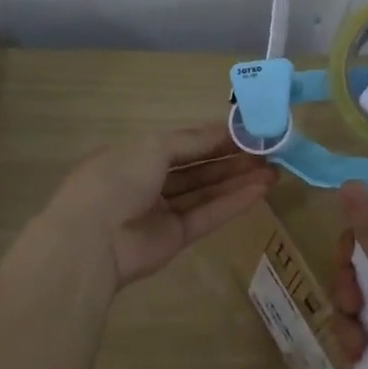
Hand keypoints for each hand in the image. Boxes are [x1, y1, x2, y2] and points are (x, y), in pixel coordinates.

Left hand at [43, 124, 277, 288]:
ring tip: (274, 171)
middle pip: (198, 168)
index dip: (215, 137)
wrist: (93, 238)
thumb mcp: (153, 146)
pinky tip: (261, 191)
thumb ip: (192, 140)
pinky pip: (208, 215)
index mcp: (137, 154)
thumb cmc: (118, 178)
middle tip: (269, 153)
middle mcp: (149, 181)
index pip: (183, 142)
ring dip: (238, 180)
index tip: (250, 132)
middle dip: (232, 159)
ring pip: (206, 192)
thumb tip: (224, 130)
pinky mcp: (175, 238)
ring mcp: (163, 211)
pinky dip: (233, 203)